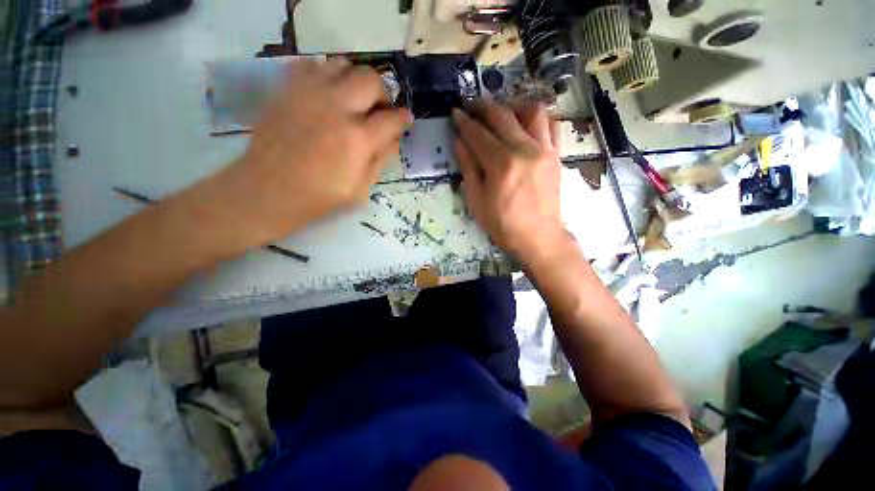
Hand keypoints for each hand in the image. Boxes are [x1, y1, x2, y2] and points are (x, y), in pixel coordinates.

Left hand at [221, 58, 411, 243]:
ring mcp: (308, 94)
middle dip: (383, 93)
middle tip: (379, 110)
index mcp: (358, 140)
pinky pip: (312, 65)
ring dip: (356, 80)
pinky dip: (326, 74)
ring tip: (354, 99)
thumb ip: (380, 160)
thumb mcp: (360, 189)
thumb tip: (394, 138)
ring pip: (343, 64)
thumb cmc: (319, 197)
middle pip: (371, 80)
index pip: (392, 119)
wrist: (267, 190)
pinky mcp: (286, 90)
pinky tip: (327, 93)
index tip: (406, 119)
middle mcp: (336, 108)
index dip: (404, 118)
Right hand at [452, 99, 569, 264]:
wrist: (538, 237)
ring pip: (531, 111)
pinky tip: (524, 124)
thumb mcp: (476, 200)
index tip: (455, 112)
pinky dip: (536, 118)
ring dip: (512, 106)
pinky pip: (550, 124)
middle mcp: (525, 149)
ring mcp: (544, 149)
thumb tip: (459, 140)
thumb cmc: (502, 224)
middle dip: (483, 106)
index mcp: (501, 165)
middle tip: (471, 106)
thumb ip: (468, 167)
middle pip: (502, 115)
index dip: (464, 121)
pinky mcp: (555, 154)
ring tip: (501, 114)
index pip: (478, 133)